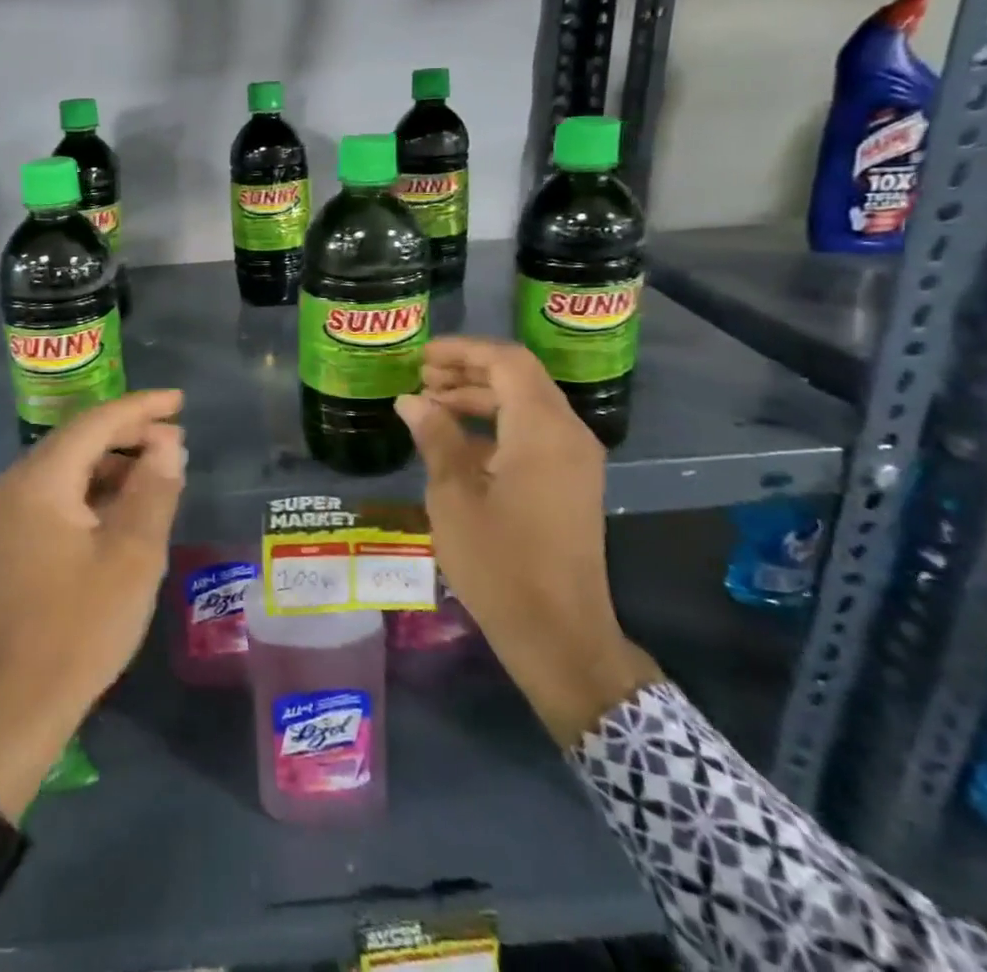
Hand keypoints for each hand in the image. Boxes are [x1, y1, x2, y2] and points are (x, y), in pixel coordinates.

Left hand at [0, 390, 185, 819]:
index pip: (95, 423)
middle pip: (78, 439)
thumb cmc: (81, 628)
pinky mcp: (11, 537)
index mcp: (39, 481)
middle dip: (128, 434)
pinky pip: (57, 493)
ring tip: (159, 468)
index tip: (180, 401)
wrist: (18, 705)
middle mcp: (15, 484)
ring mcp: (7, 512)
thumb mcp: (133, 556)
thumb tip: (169, 441)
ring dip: (113, 462)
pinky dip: (93, 489)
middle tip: (176, 439)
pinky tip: (125, 502)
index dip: (141, 408)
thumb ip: (154, 489)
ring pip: (68, 466)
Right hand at [395, 339, 658, 745]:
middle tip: (419, 380)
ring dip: (480, 397)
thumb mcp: (453, 497)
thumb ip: (435, 438)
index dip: (462, 351)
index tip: (420, 357)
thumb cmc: (499, 564)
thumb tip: (411, 400)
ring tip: (430, 406)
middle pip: (519, 378)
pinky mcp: (572, 482)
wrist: (559, 636)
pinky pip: (533, 433)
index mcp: (542, 431)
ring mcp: (575, 460)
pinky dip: (496, 425)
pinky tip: (456, 442)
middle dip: (468, 371)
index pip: (507, 361)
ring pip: (526, 404)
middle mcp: (568, 435)